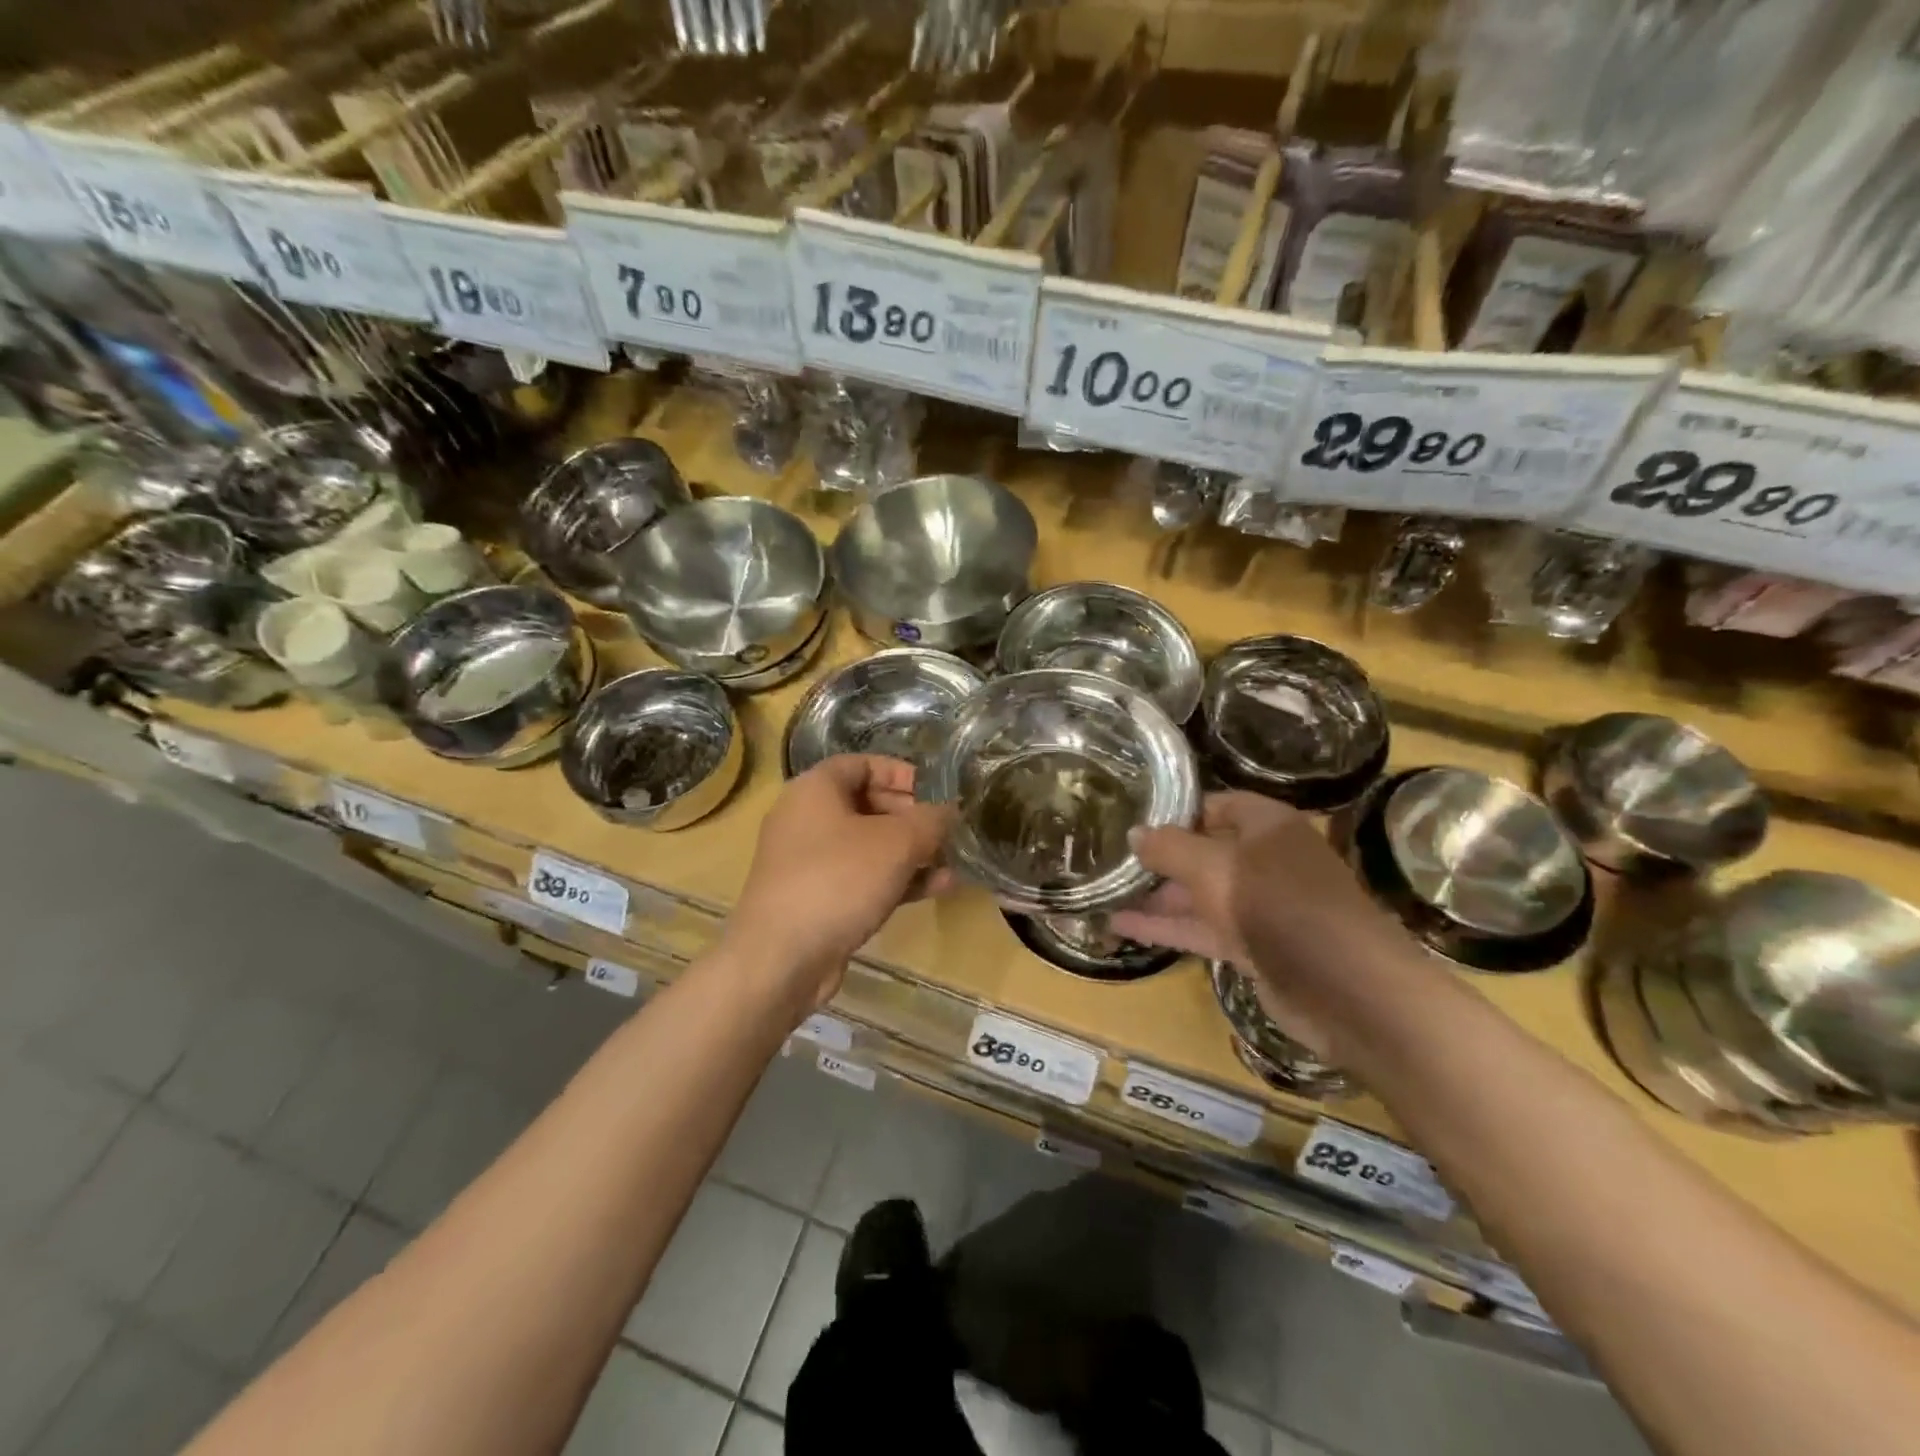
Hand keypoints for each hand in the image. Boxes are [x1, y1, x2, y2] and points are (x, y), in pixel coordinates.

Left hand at [724, 755, 952, 1015]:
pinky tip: (937, 887)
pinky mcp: (817, 898)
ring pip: (868, 845)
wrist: (782, 958)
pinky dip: (896, 879)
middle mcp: (806, 819)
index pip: (862, 764)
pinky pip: (862, 878)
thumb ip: (930, 820)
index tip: (936, 790)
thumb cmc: (839, 880)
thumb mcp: (897, 843)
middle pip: (867, 804)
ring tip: (951, 860)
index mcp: (815, 790)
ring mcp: (809, 862)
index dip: (902, 773)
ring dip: (911, 851)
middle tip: (946, 829)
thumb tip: (950, 811)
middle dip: (912, 816)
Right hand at [1111, 792, 1388, 1056]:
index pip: (1215, 805)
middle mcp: (1265, 861)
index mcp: (1267, 826)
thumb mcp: (1213, 868)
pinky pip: (1203, 929)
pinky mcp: (1255, 946)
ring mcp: (1261, 906)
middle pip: (1205, 851)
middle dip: (1160, 857)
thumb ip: (1168, 848)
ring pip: (1200, 894)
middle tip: (1109, 858)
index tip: (1131, 818)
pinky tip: (1122, 926)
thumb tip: (1133, 832)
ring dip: (1156, 895)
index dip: (1175, 811)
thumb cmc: (1279, 906)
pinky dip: (1166, 927)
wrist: (1346, 989)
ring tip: (1104, 892)